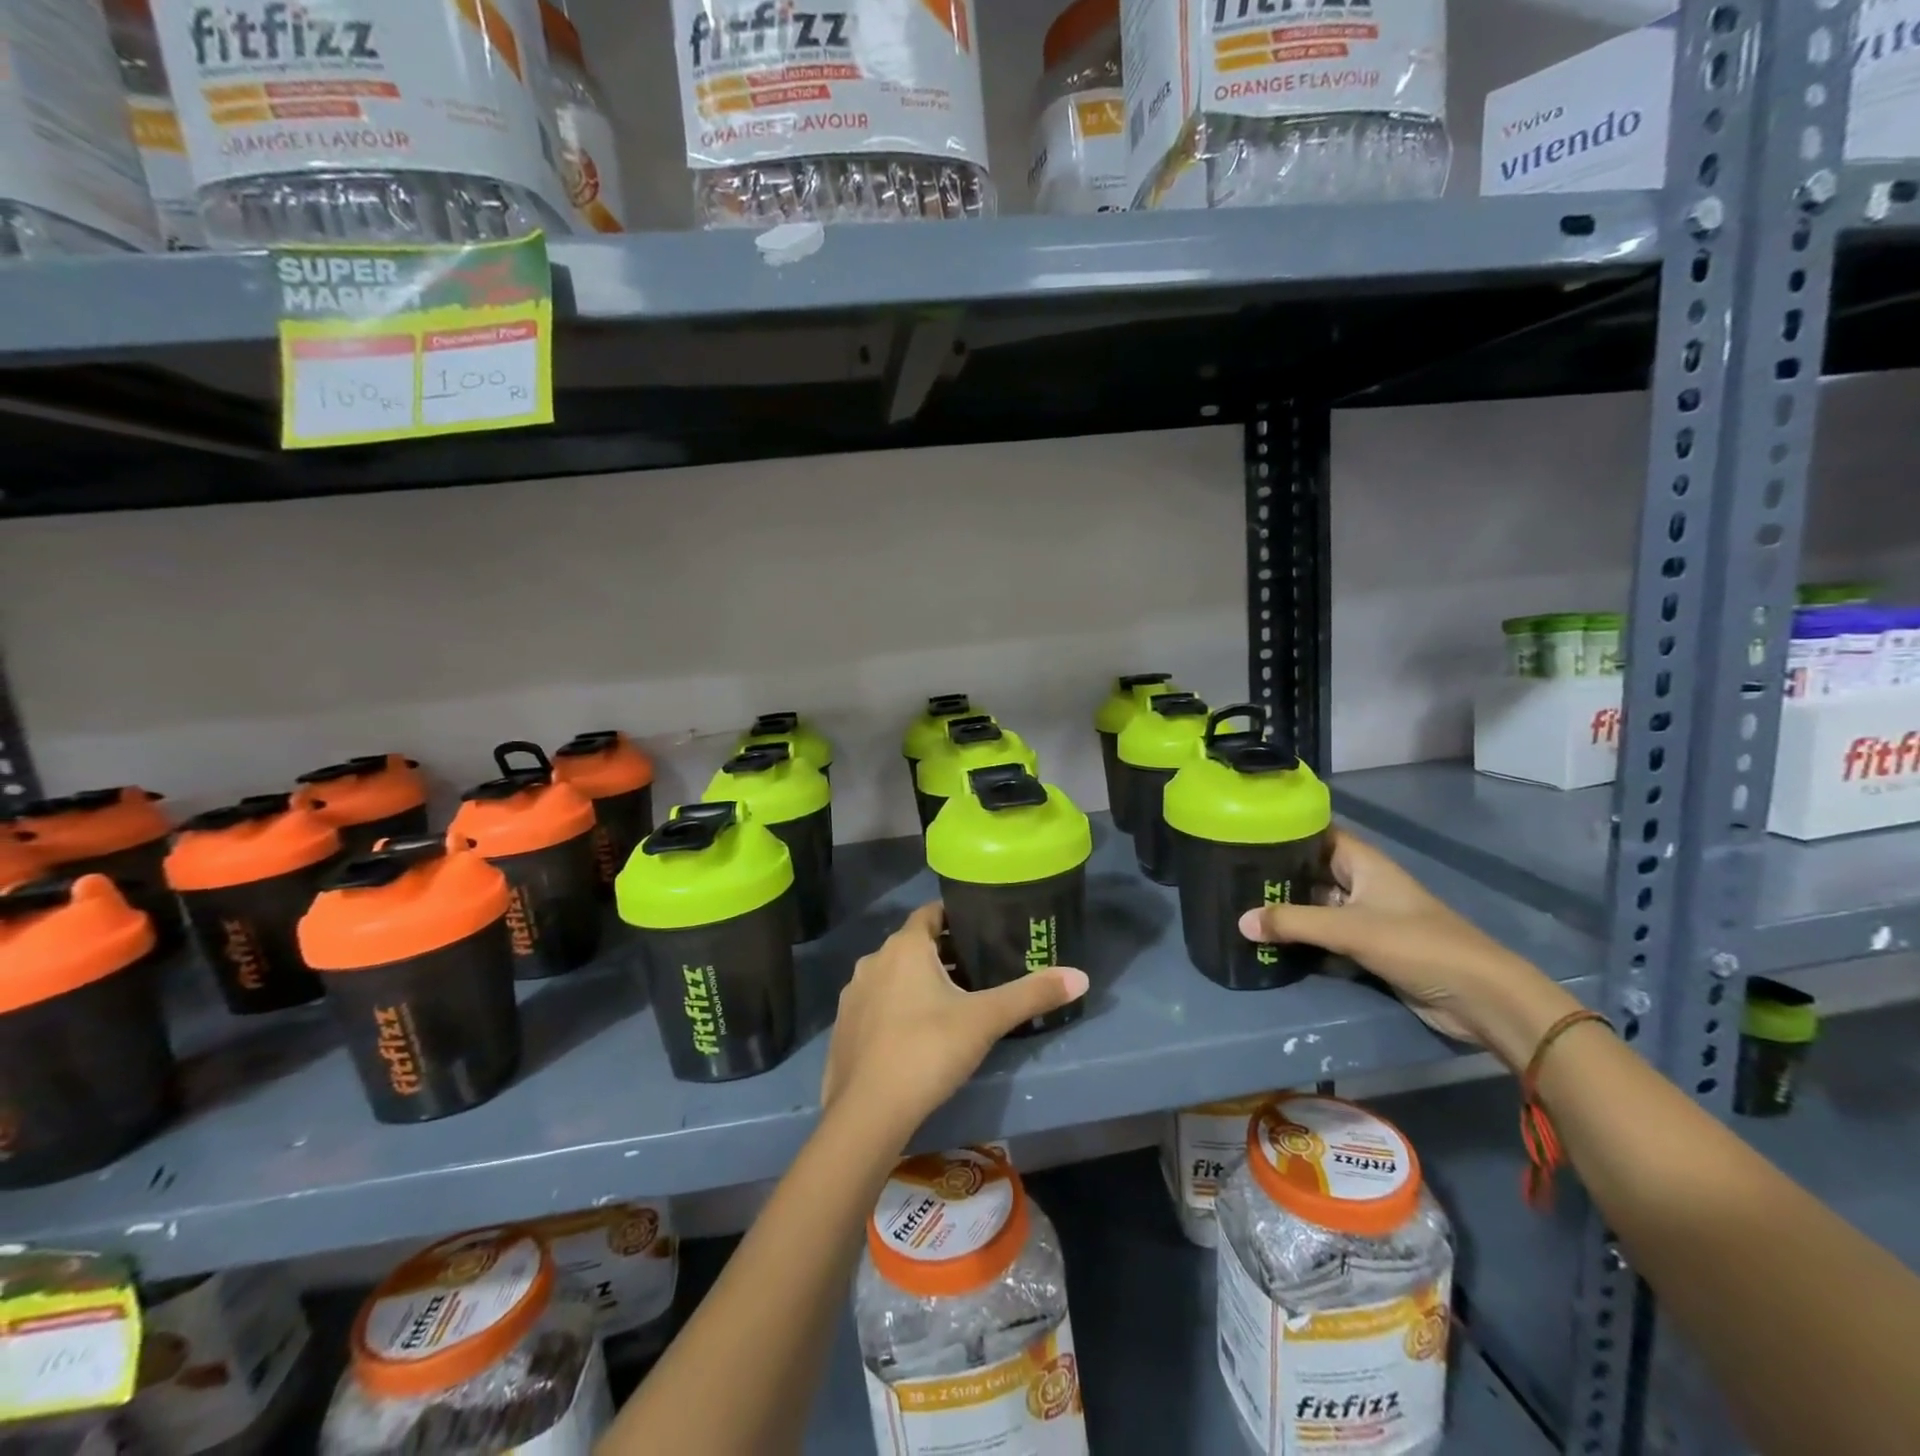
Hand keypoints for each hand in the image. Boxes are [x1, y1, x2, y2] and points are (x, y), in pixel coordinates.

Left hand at [822, 902, 1088, 1139]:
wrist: (867, 1113)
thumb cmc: (928, 1050)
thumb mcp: (986, 1020)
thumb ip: (1032, 994)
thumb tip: (1082, 976)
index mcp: (905, 947)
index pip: (932, 913)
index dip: (957, 917)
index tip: (983, 928)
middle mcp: (873, 961)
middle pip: (914, 945)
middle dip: (944, 952)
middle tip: (980, 970)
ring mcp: (854, 995)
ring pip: (893, 975)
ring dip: (919, 981)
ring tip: (953, 1003)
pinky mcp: (844, 1028)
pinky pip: (877, 1004)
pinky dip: (897, 1008)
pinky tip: (917, 1035)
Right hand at [1237, 829, 1575, 1060]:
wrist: (1480, 998)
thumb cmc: (1417, 945)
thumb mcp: (1350, 930)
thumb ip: (1293, 923)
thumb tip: (1241, 921)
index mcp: (1364, 864)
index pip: (1317, 834)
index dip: (1284, 831)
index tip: (1244, 834)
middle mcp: (1362, 884)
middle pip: (1311, 871)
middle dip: (1276, 876)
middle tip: (1230, 877)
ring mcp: (1366, 917)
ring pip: (1316, 906)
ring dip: (1287, 911)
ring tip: (1239, 907)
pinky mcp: (1368, 947)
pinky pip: (1326, 936)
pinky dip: (1302, 938)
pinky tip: (1269, 941)